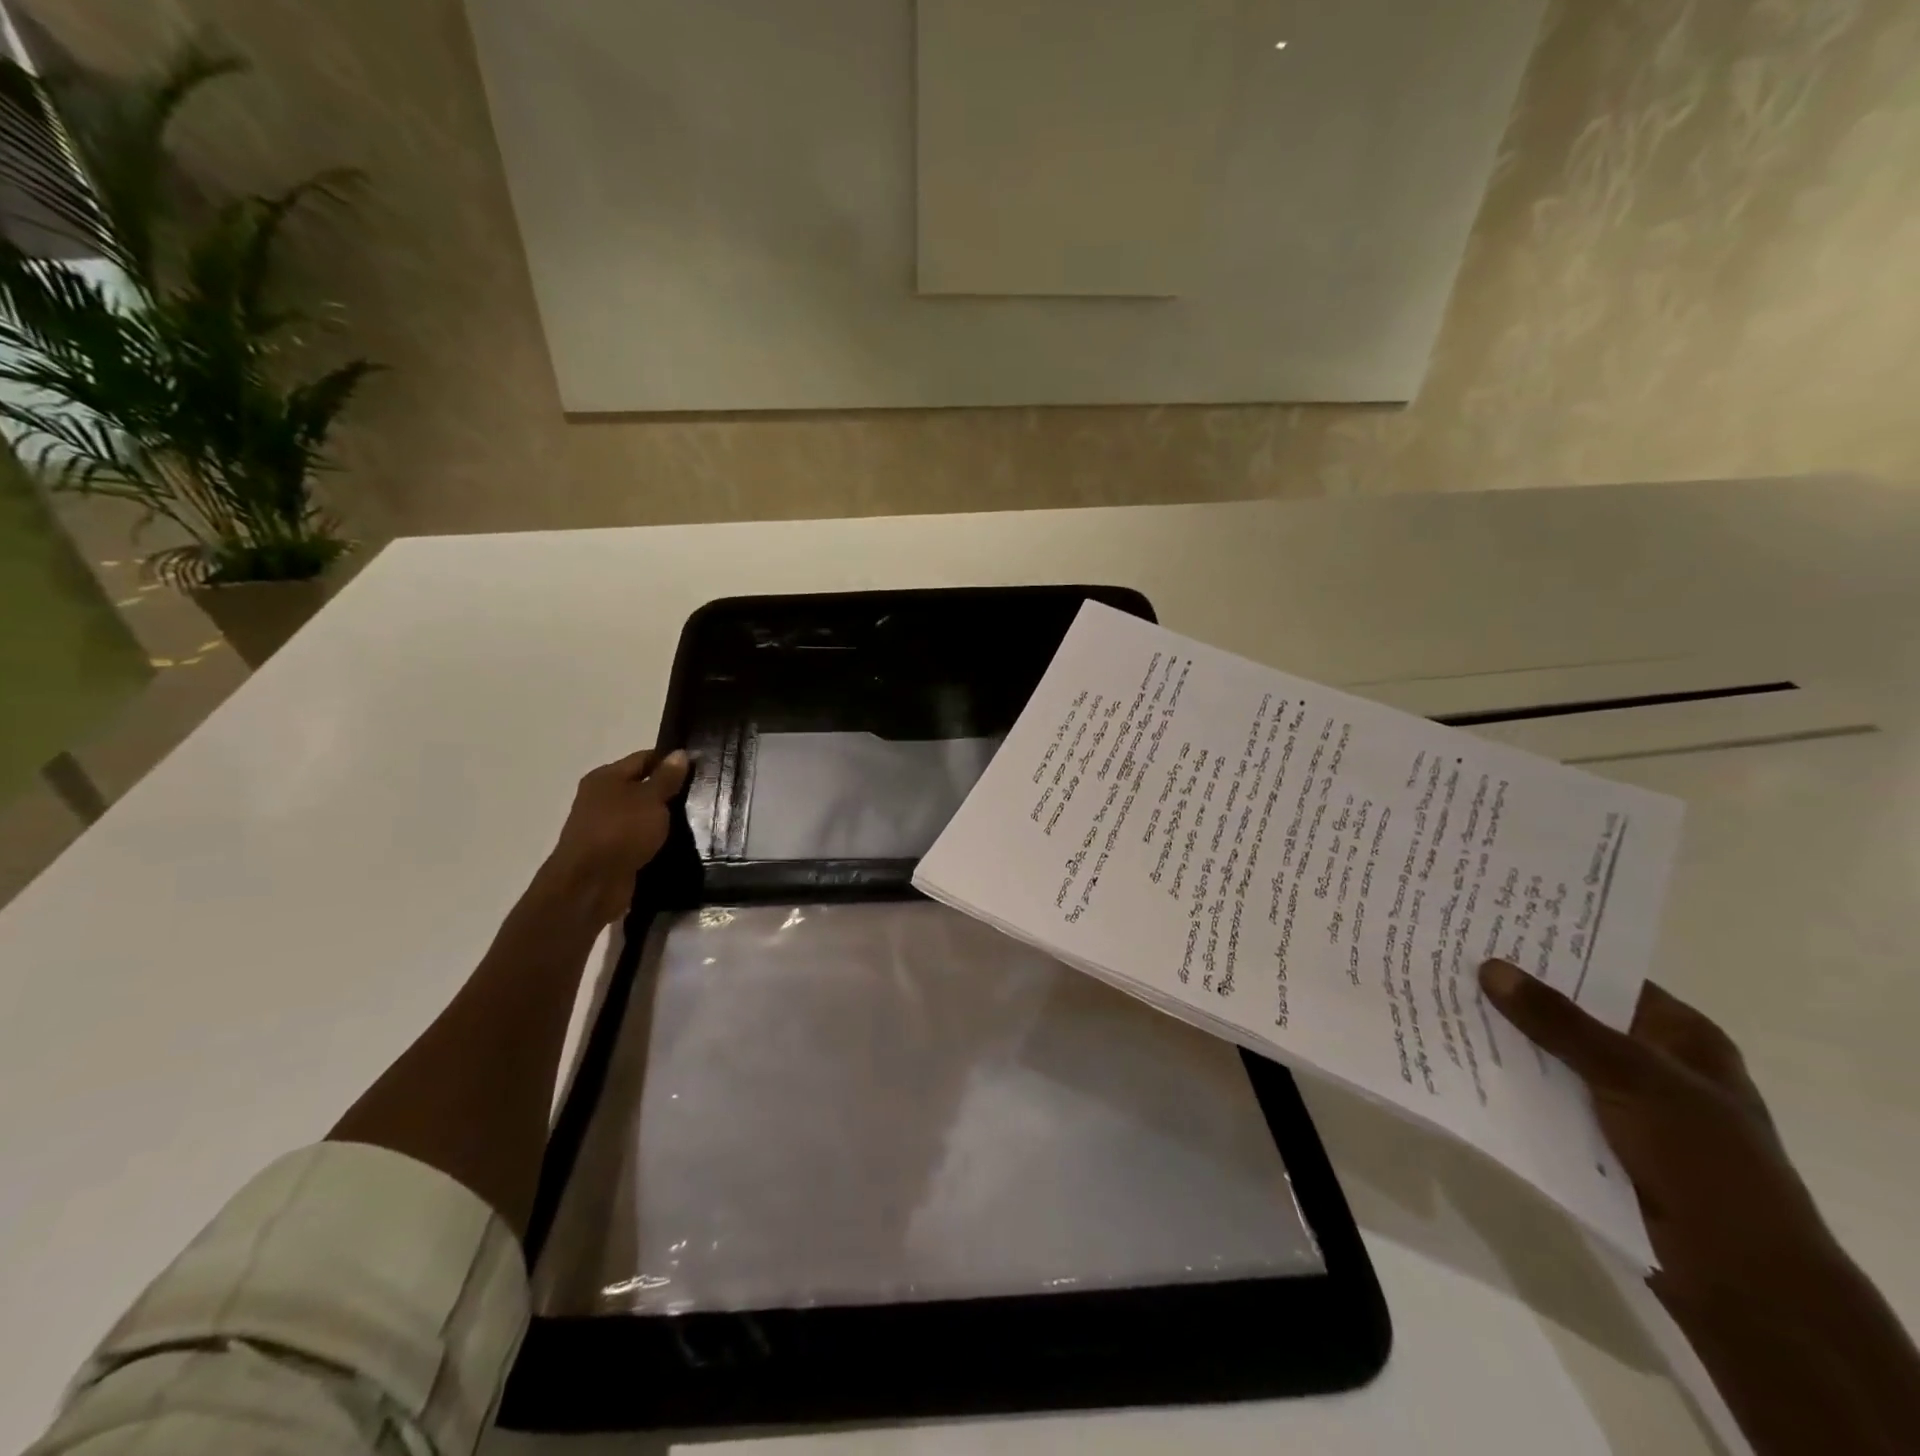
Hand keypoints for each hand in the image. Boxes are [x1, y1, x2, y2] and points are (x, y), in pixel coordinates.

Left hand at [541, 748, 690, 923]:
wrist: (590, 885)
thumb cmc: (621, 831)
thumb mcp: (650, 799)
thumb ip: (667, 777)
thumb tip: (680, 753)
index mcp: (606, 777)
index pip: (644, 758)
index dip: (671, 760)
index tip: (700, 766)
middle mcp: (601, 799)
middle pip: (642, 787)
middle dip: (670, 790)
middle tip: (703, 793)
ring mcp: (605, 827)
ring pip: (642, 815)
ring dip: (664, 818)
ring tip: (698, 818)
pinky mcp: (612, 853)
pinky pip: (640, 839)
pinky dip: (656, 839)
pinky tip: (679, 842)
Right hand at [1478, 960, 1835, 1318]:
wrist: (1738, 1276)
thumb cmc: (1704, 1159)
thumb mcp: (1634, 1077)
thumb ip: (1560, 1022)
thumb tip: (1490, 967)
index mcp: (1678, 1035)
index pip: (1605, 975)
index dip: (1552, 953)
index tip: (1490, 929)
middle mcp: (1649, 1060)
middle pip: (1571, 1014)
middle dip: (1516, 995)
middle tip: (1450, 960)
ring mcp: (1620, 1101)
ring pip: (1550, 1055)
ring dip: (1505, 1038)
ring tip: (1441, 1001)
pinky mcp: (1592, 1135)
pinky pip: (1542, 1093)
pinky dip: (1508, 1079)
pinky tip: (1460, 1057)